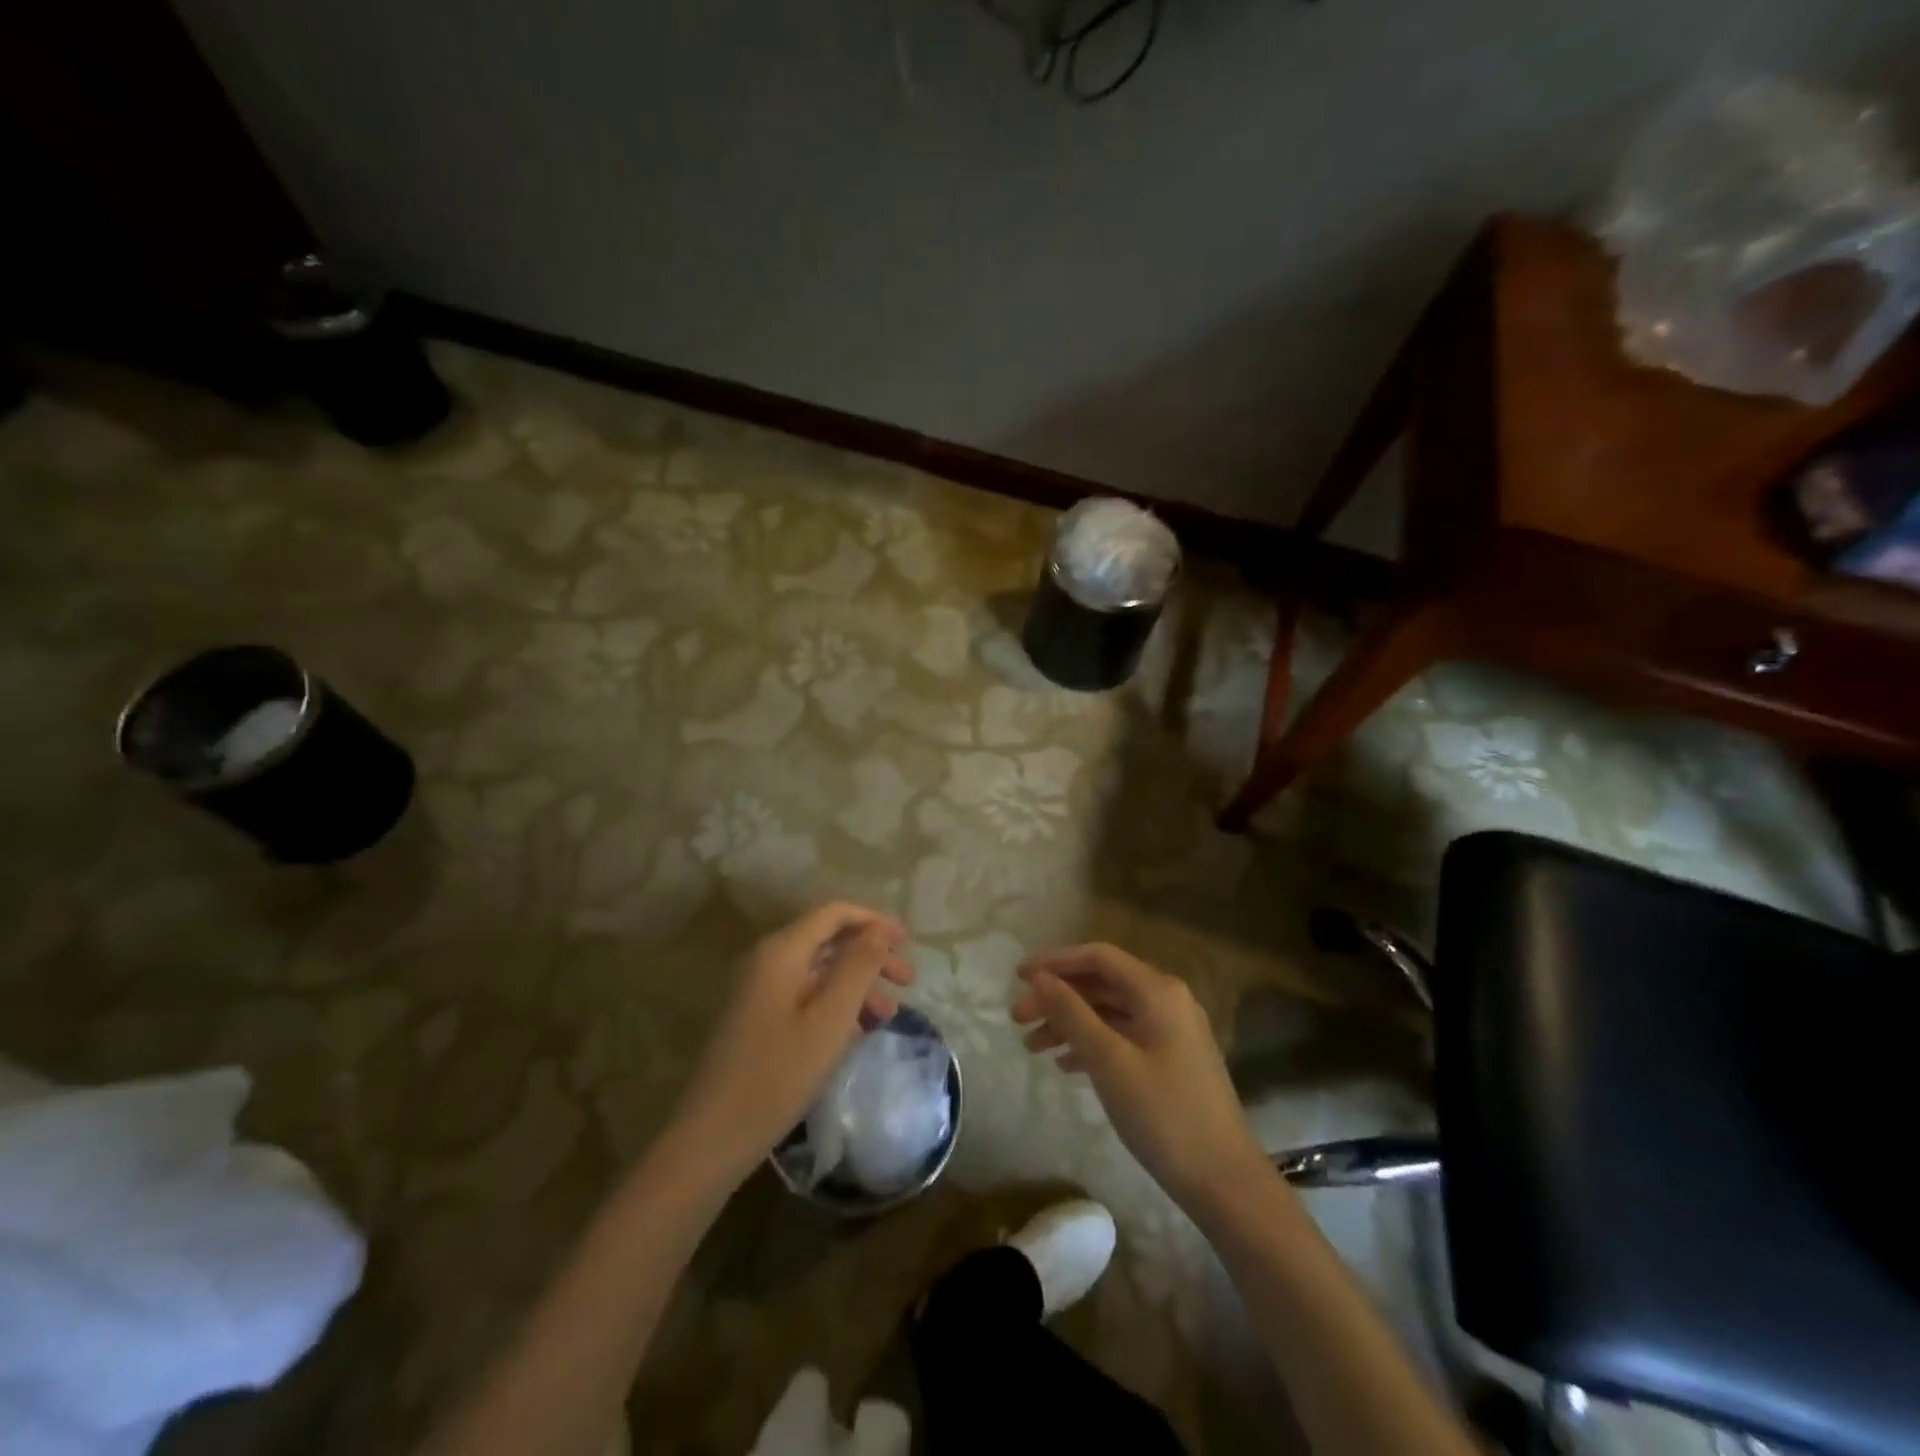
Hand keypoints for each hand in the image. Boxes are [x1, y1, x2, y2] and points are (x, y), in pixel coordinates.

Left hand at [670, 903, 912, 1183]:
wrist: (712, 1137)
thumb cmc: (778, 1075)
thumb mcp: (830, 1019)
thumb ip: (858, 967)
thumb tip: (879, 930)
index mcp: (782, 951)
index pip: (834, 913)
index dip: (874, 921)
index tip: (908, 942)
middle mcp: (767, 960)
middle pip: (828, 940)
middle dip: (871, 955)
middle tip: (908, 981)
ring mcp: (758, 990)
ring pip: (819, 970)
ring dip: (858, 983)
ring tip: (890, 1014)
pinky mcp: (756, 1018)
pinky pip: (805, 994)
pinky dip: (836, 1003)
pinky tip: (858, 1030)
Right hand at [1012, 944, 1269, 1209]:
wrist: (1224, 1181)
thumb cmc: (1164, 1115)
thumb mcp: (1109, 1061)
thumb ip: (1071, 1013)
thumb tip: (1039, 977)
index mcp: (1158, 991)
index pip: (1098, 957)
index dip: (1055, 961)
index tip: (1017, 976)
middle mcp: (1167, 1000)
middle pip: (1102, 983)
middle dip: (1057, 997)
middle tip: (1017, 1018)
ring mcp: (1172, 1031)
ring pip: (1110, 1012)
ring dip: (1070, 1022)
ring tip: (1032, 1046)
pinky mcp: (1171, 1060)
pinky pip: (1122, 1037)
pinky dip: (1091, 1044)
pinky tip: (1065, 1065)